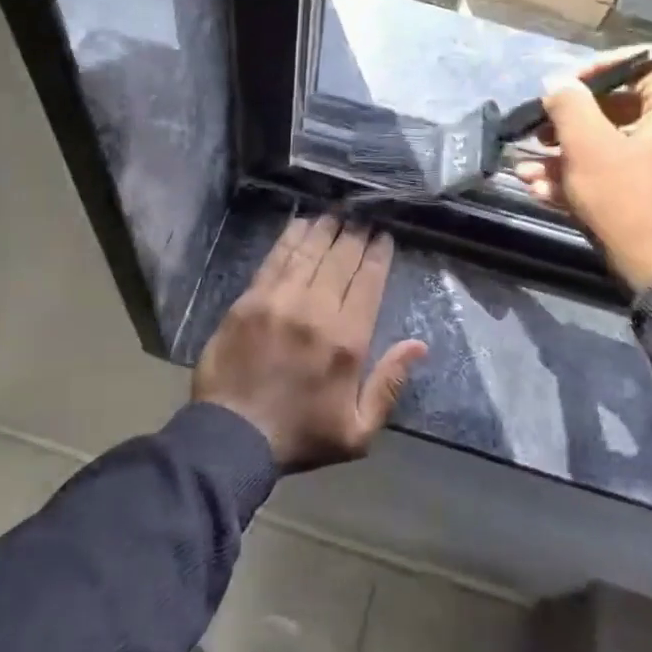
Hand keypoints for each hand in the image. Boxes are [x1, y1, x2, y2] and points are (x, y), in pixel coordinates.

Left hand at [192, 216, 427, 471]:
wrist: (232, 437)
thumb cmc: (301, 436)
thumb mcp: (358, 431)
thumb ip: (389, 384)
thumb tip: (418, 344)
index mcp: (347, 340)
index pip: (368, 283)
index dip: (378, 255)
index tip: (384, 236)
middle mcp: (316, 311)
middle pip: (340, 260)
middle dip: (355, 235)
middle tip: (362, 218)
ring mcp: (279, 301)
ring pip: (309, 253)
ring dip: (325, 230)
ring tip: (337, 214)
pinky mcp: (249, 300)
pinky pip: (275, 259)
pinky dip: (290, 238)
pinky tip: (300, 223)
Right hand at [512, 46, 651, 291]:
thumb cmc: (629, 200)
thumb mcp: (587, 147)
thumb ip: (568, 104)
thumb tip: (558, 84)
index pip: (639, 61)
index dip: (593, 70)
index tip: (559, 91)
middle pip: (623, 106)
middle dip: (571, 122)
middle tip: (537, 135)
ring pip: (619, 143)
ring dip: (570, 154)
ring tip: (527, 171)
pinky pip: (627, 169)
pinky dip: (591, 175)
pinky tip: (544, 190)